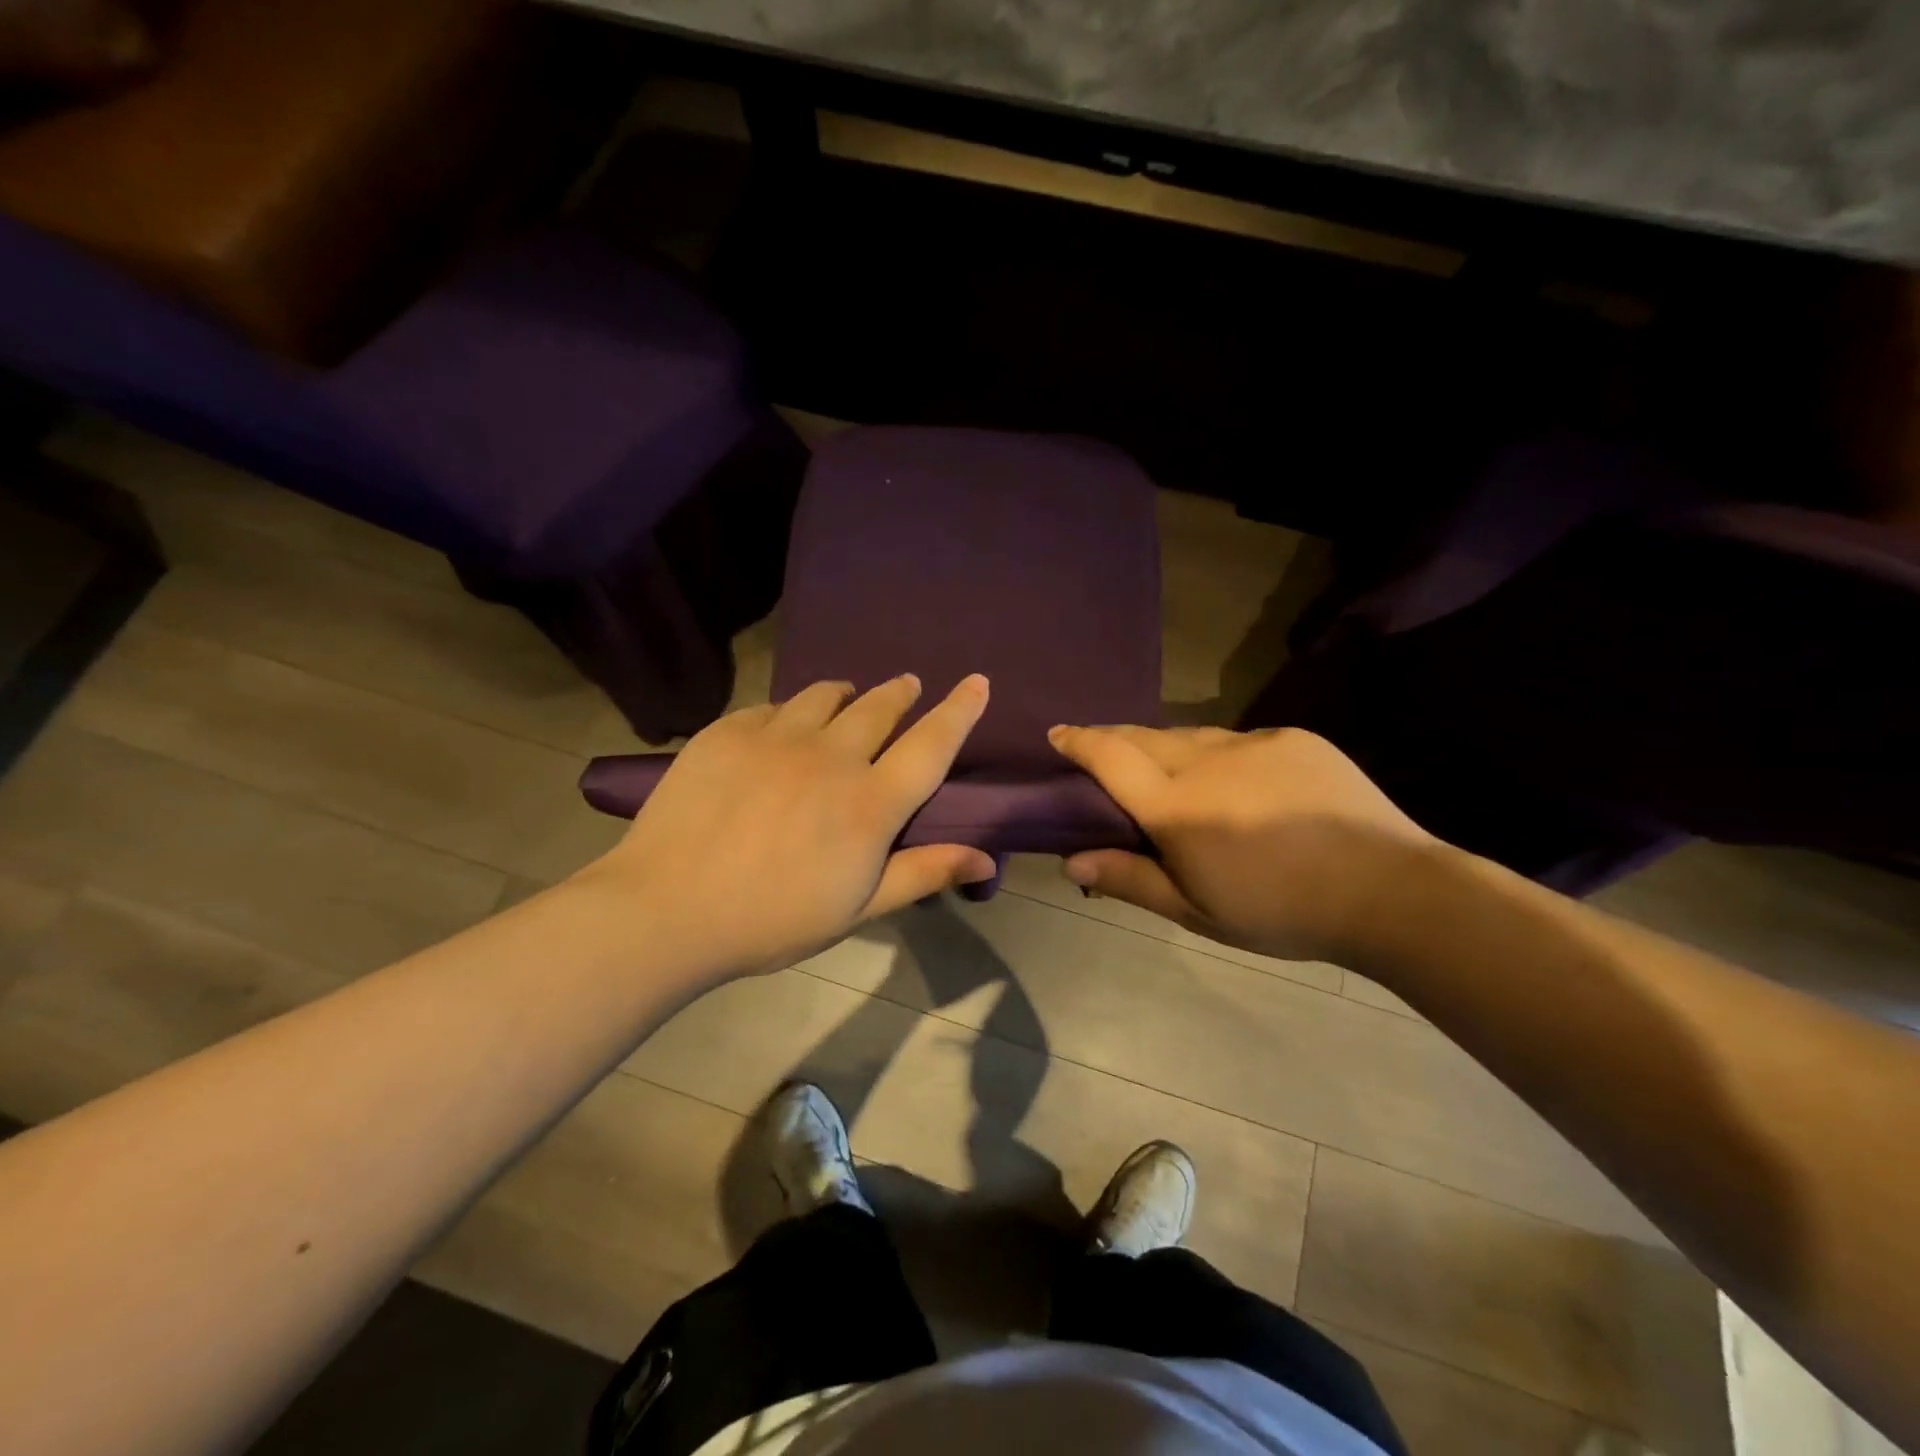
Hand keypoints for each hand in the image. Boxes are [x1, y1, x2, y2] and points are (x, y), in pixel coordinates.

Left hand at [574, 675, 994, 979]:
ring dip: (847, 694)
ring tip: (847, 698)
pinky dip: (791, 711)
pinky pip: (773, 707)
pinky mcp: (729, 731)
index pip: (931, 745)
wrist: (666, 909)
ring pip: (825, 696)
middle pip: (880, 708)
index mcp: (870, 803)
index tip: (977, 681)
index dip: (959, 711)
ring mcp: (777, 737)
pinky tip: (782, 727)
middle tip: (908, 686)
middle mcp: (831, 757)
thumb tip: (988, 860)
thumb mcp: (857, 908)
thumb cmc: (771, 920)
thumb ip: (923, 874)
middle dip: (901, 692)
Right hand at [1049, 724, 1432, 963]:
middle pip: (1144, 736)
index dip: (1079, 741)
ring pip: (1190, 735)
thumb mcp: (1197, 911)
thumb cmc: (1281, 912)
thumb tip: (1070, 860)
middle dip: (1114, 739)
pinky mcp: (1292, 737)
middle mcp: (1206, 762)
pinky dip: (1220, 754)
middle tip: (1101, 752)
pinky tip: (1239, 784)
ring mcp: (1252, 743)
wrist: (1389, 890)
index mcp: (1177, 807)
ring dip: (1167, 748)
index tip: (1058, 733)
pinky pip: (1238, 739)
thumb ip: (1131, 879)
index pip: (1110, 758)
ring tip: (1168, 772)